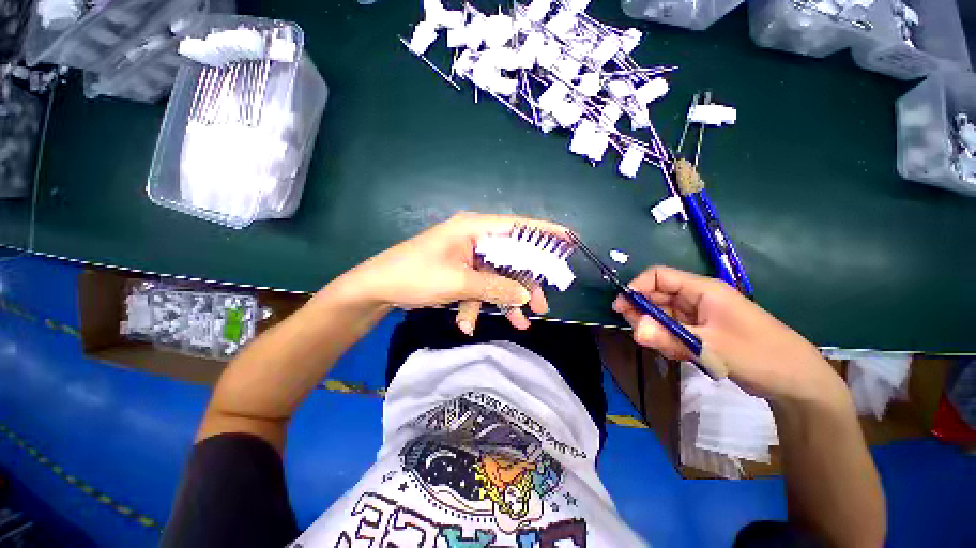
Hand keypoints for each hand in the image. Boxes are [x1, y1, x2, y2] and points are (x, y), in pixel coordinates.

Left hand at [346, 212, 566, 333]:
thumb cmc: (416, 276)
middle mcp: (474, 238)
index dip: (544, 234)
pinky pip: (479, 286)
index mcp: (474, 229)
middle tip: (541, 306)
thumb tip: (524, 295)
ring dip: (505, 300)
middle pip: (511, 258)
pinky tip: (467, 325)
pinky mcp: (460, 271)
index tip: (569, 241)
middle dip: (525, 284)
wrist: (378, 288)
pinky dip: (478, 304)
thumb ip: (495, 287)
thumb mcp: (459, 282)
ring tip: (521, 324)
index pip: (517, 227)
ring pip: (497, 276)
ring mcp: (467, 256)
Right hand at [613, 266, 845, 403]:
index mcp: (703, 290)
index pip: (659, 276)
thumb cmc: (758, 354)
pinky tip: (679, 355)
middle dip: (643, 313)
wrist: (796, 382)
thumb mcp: (711, 346)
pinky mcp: (702, 333)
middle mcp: (698, 299)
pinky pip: (674, 331)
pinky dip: (670, 342)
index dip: (637, 287)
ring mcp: (700, 317)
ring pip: (664, 316)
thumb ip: (669, 337)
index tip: (622, 307)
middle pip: (657, 296)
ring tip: (668, 350)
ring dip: (657, 331)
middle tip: (639, 333)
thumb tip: (634, 330)